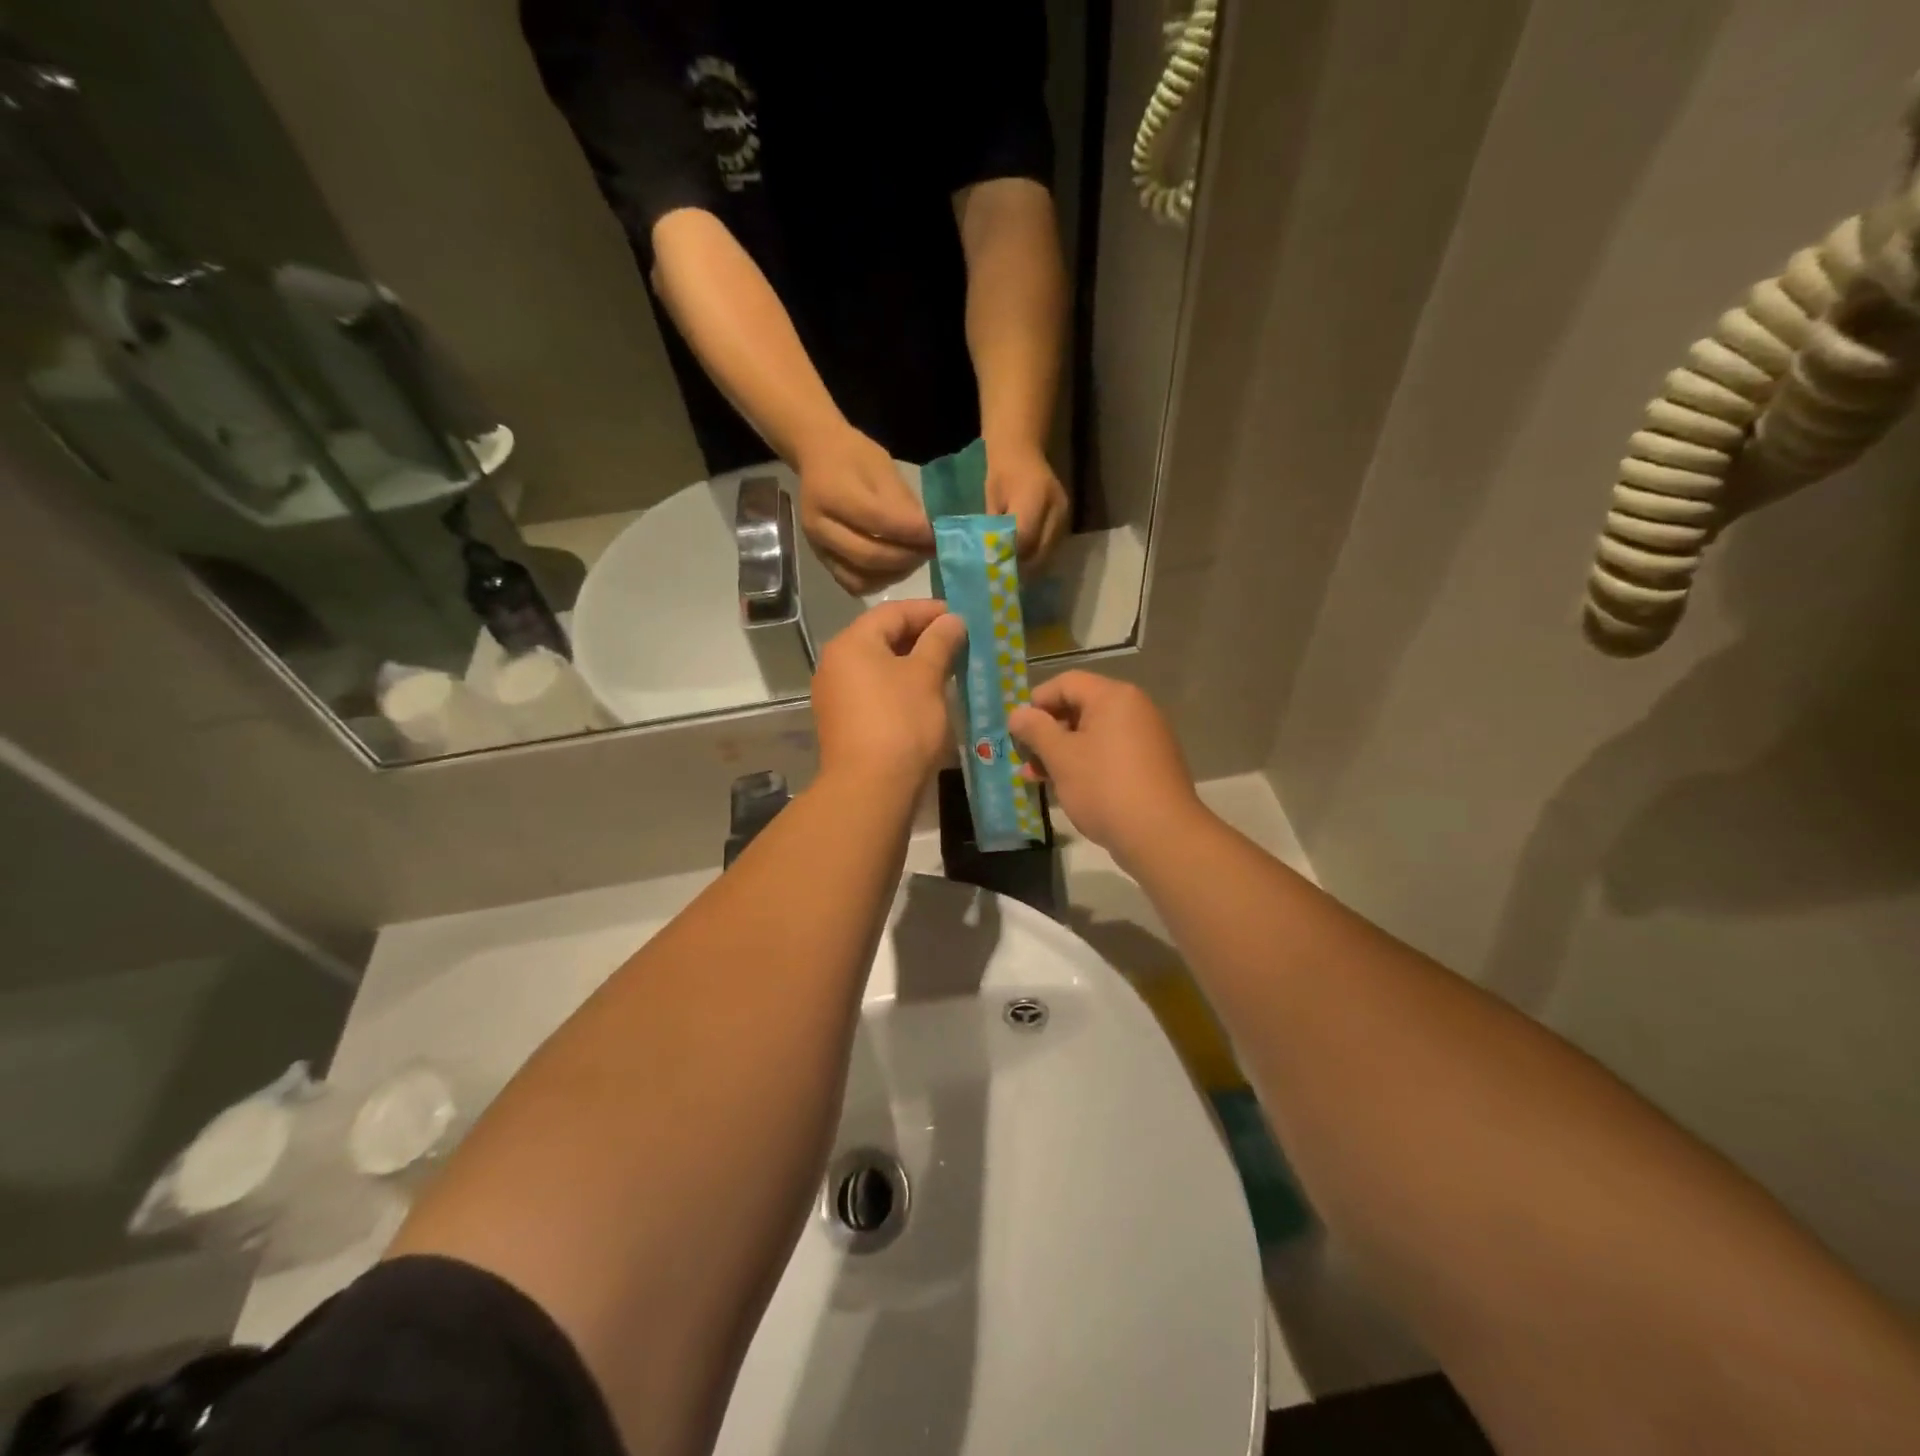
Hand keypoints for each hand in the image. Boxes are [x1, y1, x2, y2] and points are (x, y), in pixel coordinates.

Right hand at [796, 425, 933, 594]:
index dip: (913, 532)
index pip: (880, 521)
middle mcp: (819, 526)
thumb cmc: (854, 456)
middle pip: (870, 556)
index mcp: (832, 493)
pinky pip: (853, 584)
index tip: (937, 534)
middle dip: (907, 557)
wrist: (818, 457)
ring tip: (915, 558)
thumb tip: (928, 533)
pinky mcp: (823, 561)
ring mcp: (818, 548)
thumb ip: (902, 503)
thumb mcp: (882, 467)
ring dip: (895, 573)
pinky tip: (895, 568)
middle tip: (930, 550)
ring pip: (861, 578)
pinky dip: (879, 581)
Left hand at [812, 599, 966, 794]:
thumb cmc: (901, 723)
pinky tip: (926, 696)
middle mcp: (836, 663)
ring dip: (913, 663)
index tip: (961, 616)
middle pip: (882, 637)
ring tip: (948, 668)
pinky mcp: (843, 722)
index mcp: (852, 643)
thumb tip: (952, 620)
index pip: (893, 612)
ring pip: (879, 666)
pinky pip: (875, 691)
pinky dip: (900, 686)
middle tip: (958, 641)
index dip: (929, 610)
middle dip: (922, 637)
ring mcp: (836, 695)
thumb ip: (939, 642)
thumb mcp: (926, 677)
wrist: (870, 789)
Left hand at [984, 441, 1068, 566]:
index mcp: (1034, 497)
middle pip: (1039, 550)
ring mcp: (1064, 514)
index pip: (1023, 538)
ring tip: (1014, 574)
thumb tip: (993, 559)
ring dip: (1031, 566)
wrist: (1023, 451)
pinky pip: (1053, 546)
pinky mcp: (1067, 520)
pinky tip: (1025, 562)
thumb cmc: (1002, 474)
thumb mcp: (992, 500)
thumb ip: (995, 529)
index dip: (1010, 557)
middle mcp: (1055, 507)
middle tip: (1005, 578)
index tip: (996, 571)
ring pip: (1048, 552)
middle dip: (1021, 567)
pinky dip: (1039, 556)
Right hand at [1008, 671, 1204, 865]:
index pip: (1066, 683)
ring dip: (1062, 751)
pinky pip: (1109, 753)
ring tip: (1036, 777)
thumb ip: (1035, 730)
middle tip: (1024, 757)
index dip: (1037, 702)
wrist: (1161, 836)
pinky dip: (1085, 763)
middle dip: (1047, 731)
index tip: (1017, 730)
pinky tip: (1066, 788)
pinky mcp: (1150, 765)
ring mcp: (1146, 737)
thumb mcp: (1061, 757)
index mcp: (1114, 697)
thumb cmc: (1104, 787)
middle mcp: (1134, 709)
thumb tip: (1018, 713)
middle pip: (1080, 707)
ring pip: (1093, 734)